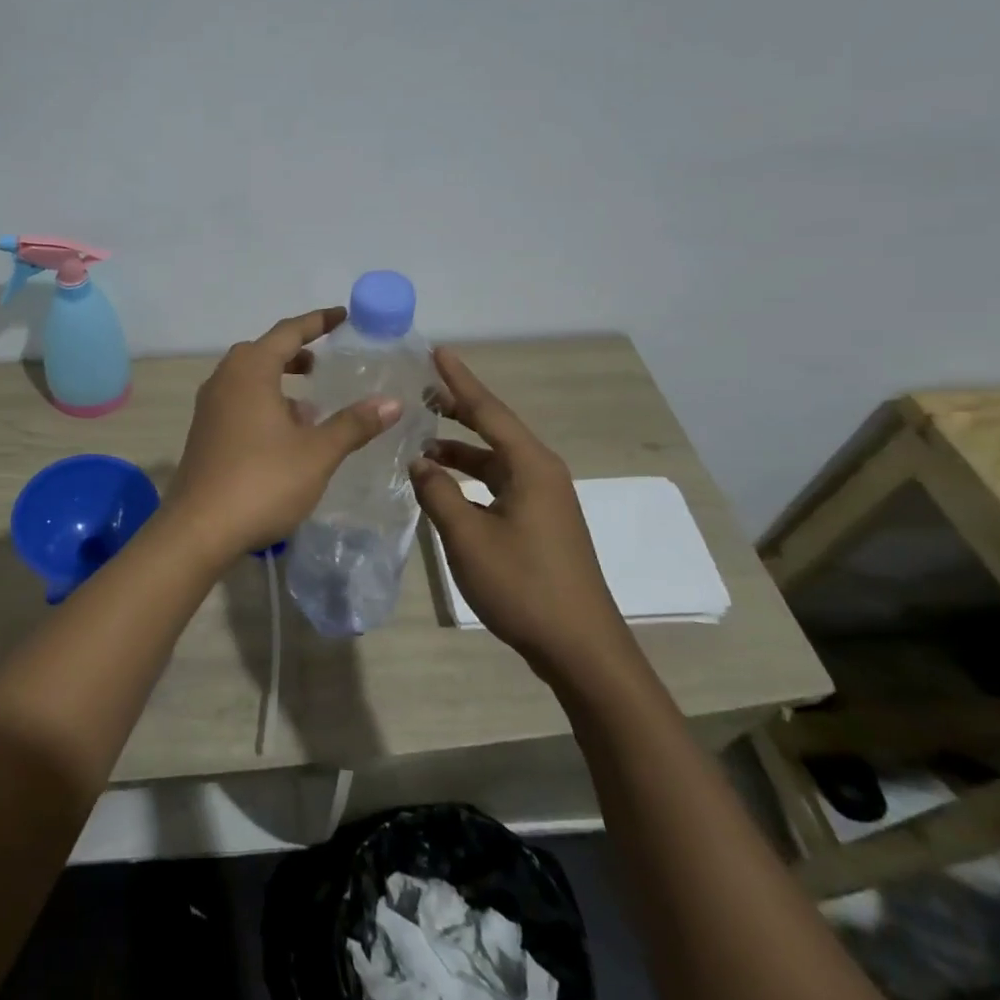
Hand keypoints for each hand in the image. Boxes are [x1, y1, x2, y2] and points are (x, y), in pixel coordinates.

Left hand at [166, 307, 401, 562]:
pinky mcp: (204, 433)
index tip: (343, 316)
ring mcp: (209, 407)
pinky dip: (264, 404)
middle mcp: (224, 380)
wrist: (198, 529)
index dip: (318, 322)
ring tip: (311, 405)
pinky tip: (285, 435)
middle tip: (324, 362)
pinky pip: (238, 402)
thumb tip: (392, 401)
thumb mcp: (317, 453)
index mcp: (250, 371)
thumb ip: (353, 424)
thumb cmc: (262, 482)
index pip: (287, 332)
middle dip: (295, 353)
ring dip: (279, 382)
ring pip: (248, 380)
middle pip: (262, 352)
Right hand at [410, 347, 636, 677]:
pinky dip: (470, 477)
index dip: (459, 380)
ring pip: (495, 460)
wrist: (580, 647)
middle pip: (494, 429)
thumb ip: (438, 492)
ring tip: (421, 442)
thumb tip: (419, 462)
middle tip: (423, 390)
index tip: (437, 351)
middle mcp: (541, 473)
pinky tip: (445, 486)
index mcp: (530, 466)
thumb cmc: (523, 584)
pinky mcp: (540, 523)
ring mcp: (543, 499)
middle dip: (458, 409)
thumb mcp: (467, 536)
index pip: (488, 410)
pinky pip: (499, 483)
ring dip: (460, 449)